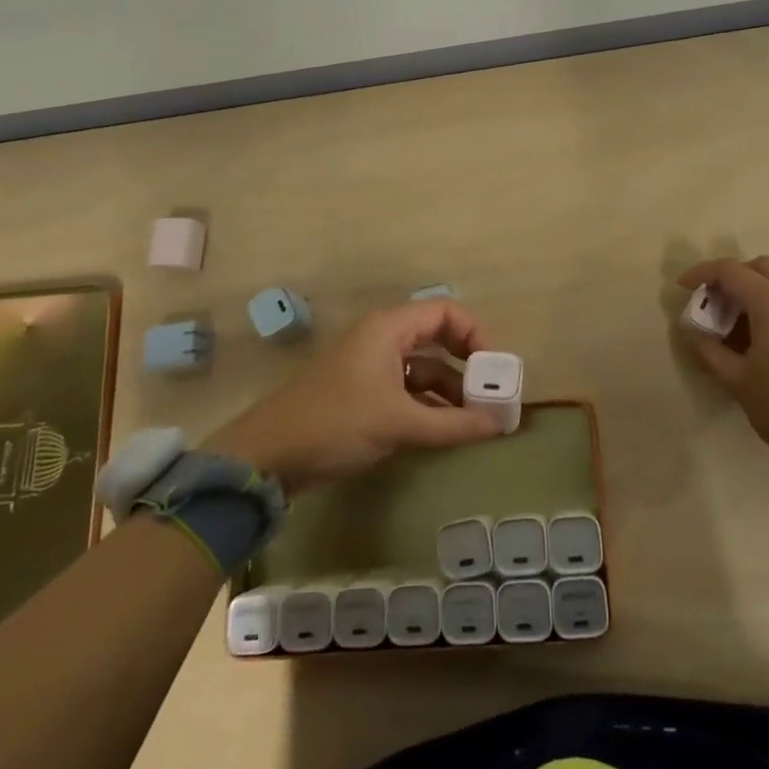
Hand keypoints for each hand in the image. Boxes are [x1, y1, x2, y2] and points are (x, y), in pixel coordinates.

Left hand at [202, 301, 502, 494]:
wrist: (268, 456)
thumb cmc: (336, 423)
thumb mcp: (399, 423)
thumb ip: (453, 424)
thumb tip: (500, 424)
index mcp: (389, 329)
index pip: (445, 312)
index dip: (475, 335)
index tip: (495, 369)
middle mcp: (383, 340)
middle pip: (438, 339)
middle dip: (467, 365)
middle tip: (492, 395)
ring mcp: (372, 367)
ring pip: (424, 368)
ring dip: (450, 391)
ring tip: (476, 420)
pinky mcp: (364, 394)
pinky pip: (408, 390)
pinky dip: (430, 406)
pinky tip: (447, 430)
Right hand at [677, 256, 768, 472]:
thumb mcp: (737, 380)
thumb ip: (709, 350)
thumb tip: (691, 331)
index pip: (730, 271)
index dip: (702, 274)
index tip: (683, 287)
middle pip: (759, 267)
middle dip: (731, 277)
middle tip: (712, 301)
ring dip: (753, 290)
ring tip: (733, 321)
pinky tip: (760, 333)